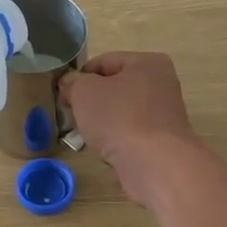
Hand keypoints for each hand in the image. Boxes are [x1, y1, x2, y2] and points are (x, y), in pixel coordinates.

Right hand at [60, 52, 203, 208]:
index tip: (64, 96)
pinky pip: (130, 137)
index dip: (80, 77)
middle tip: (73, 116)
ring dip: (102, 126)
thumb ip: (73, 83)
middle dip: (91, 103)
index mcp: (148, 63)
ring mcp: (163, 116)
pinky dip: (116, 143)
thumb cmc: (119, 118)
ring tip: (86, 138)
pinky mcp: (161, 143)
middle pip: (114, 89)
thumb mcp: (85, 92)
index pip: (104, 62)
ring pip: (120, 115)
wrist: (154, 164)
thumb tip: (69, 84)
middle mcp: (162, 86)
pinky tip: (105, 153)